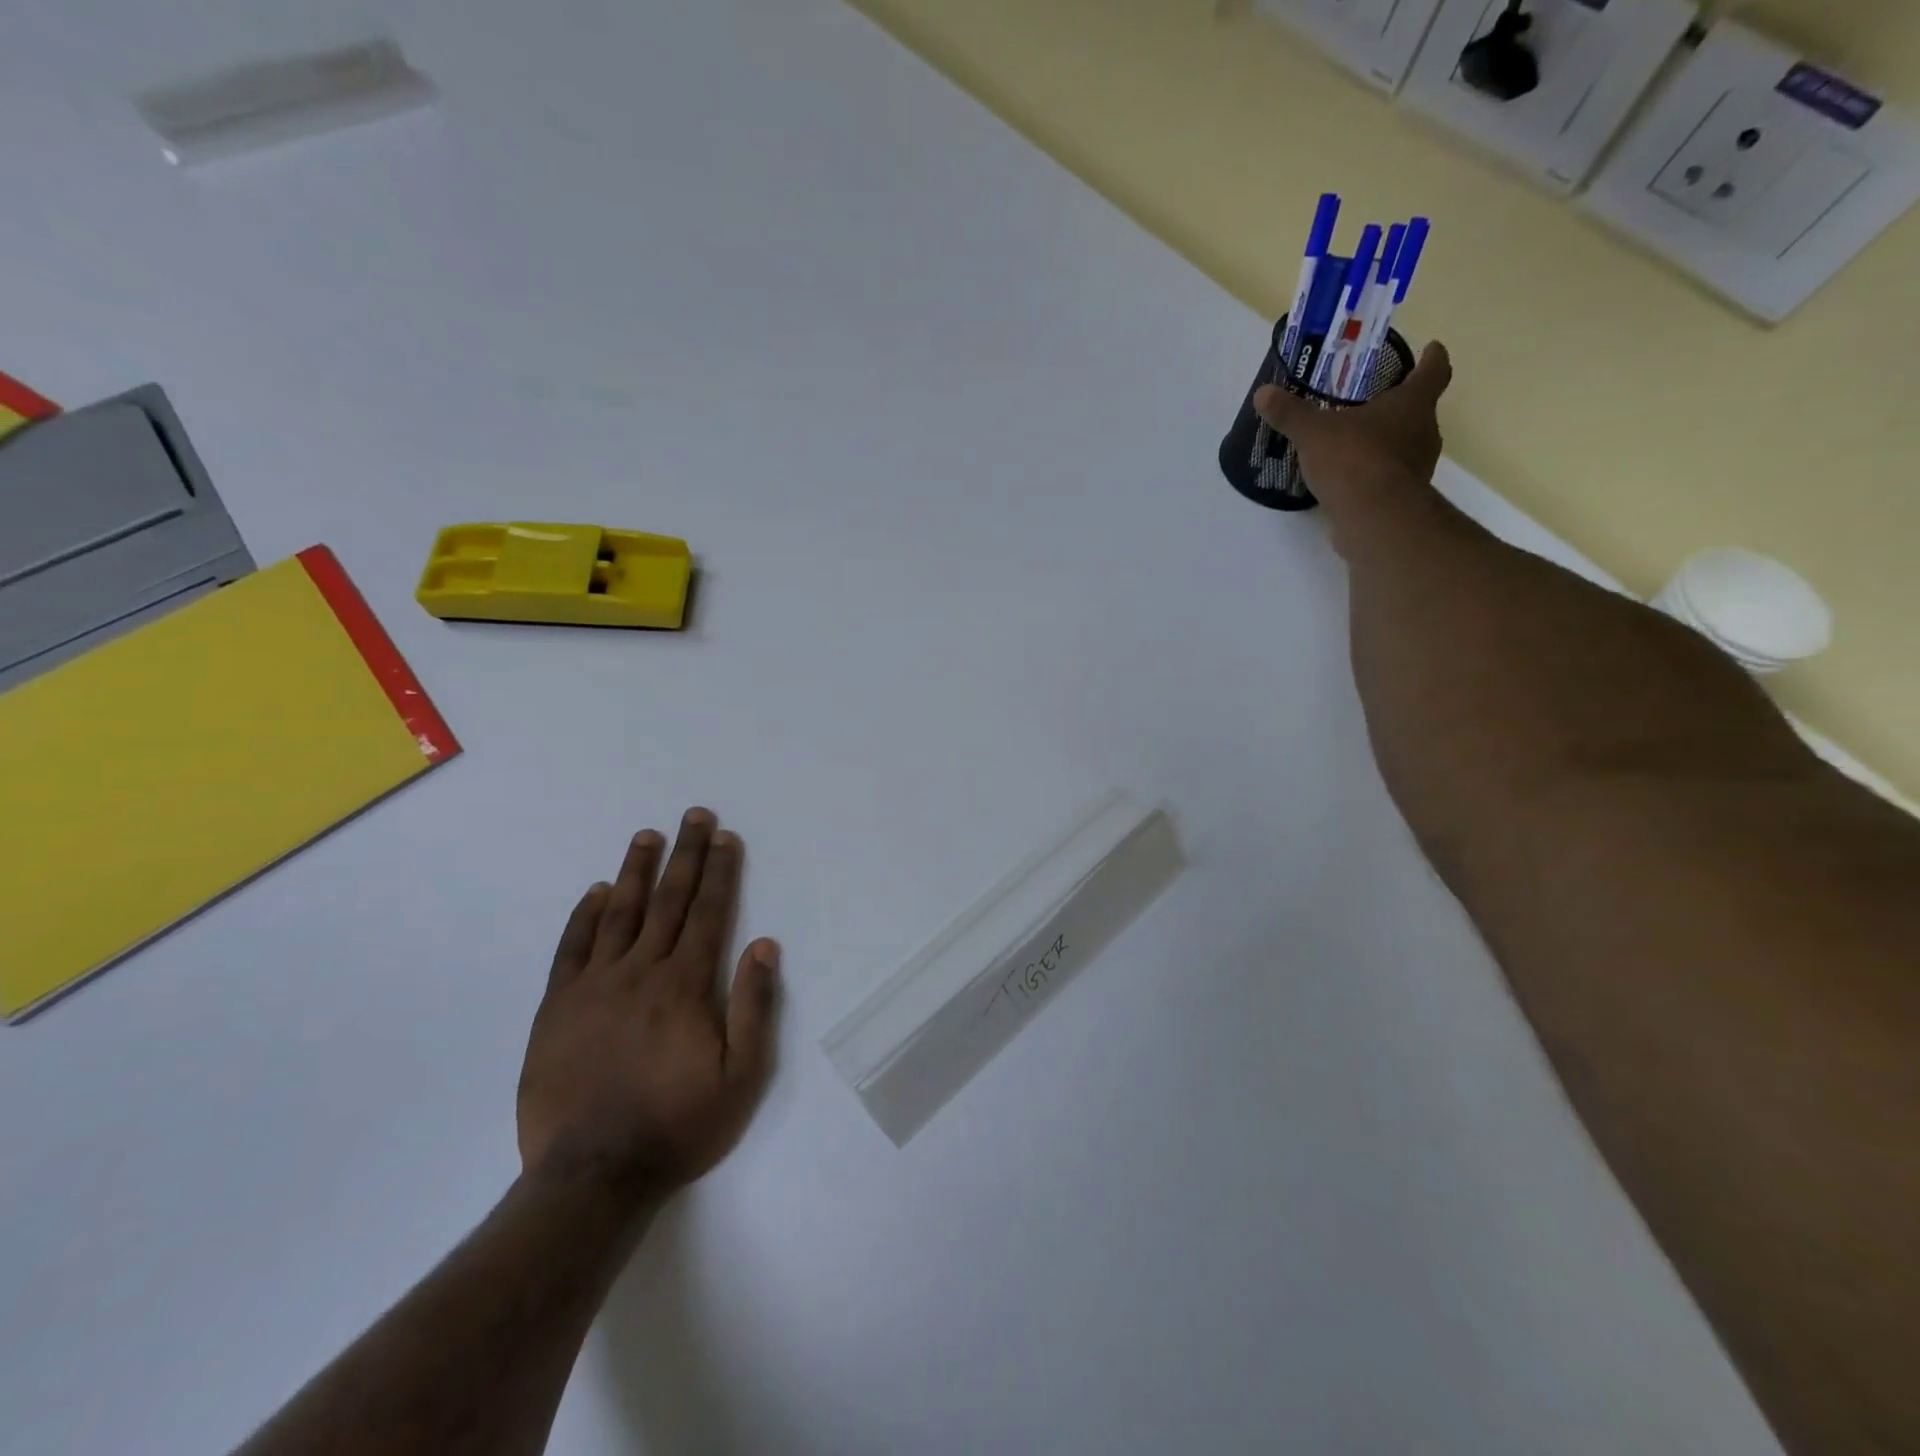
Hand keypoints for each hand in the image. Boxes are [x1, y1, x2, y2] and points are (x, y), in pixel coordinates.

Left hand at [517, 809, 780, 1205]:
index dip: (720, 871)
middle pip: (669, 901)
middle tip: (693, 816)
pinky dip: (583, 917)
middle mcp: (642, 972)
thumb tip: (764, 945)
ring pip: (619, 914)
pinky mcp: (557, 1008)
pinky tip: (594, 893)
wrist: (592, 1176)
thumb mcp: (741, 1075)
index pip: (709, 913)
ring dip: (635, 872)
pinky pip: (572, 949)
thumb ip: (754, 1006)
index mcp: (686, 985)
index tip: (725, 836)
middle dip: (685, 855)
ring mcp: (594, 987)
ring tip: (647, 836)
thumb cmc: (679, 1125)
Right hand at [1254, 340, 1453, 526]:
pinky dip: (1375, 473)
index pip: (1433, 371)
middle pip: (1420, 411)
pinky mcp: (1403, 498)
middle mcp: (1424, 432)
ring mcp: (1418, 468)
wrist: (1373, 517)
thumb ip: (1290, 413)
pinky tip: (1351, 478)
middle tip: (1376, 402)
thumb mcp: (1313, 433)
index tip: (1431, 349)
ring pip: (1407, 445)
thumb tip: (1263, 393)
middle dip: (1402, 406)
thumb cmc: (1353, 459)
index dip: (1432, 358)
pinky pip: (1390, 477)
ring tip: (1358, 442)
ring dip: (1388, 442)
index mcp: (1412, 404)